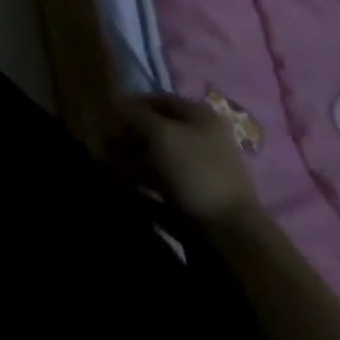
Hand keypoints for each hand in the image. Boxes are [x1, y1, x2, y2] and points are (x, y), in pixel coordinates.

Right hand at [117, 92, 259, 226]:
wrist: (234, 239)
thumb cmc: (196, 171)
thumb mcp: (160, 134)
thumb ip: (135, 116)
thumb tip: (115, 104)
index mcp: (200, 117)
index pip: (160, 100)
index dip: (132, 104)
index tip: (108, 116)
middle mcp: (203, 142)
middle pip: (159, 133)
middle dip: (131, 139)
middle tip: (106, 147)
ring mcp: (202, 177)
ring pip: (160, 164)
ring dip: (134, 166)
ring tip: (113, 172)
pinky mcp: (198, 208)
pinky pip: (166, 193)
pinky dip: (146, 194)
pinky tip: (129, 196)